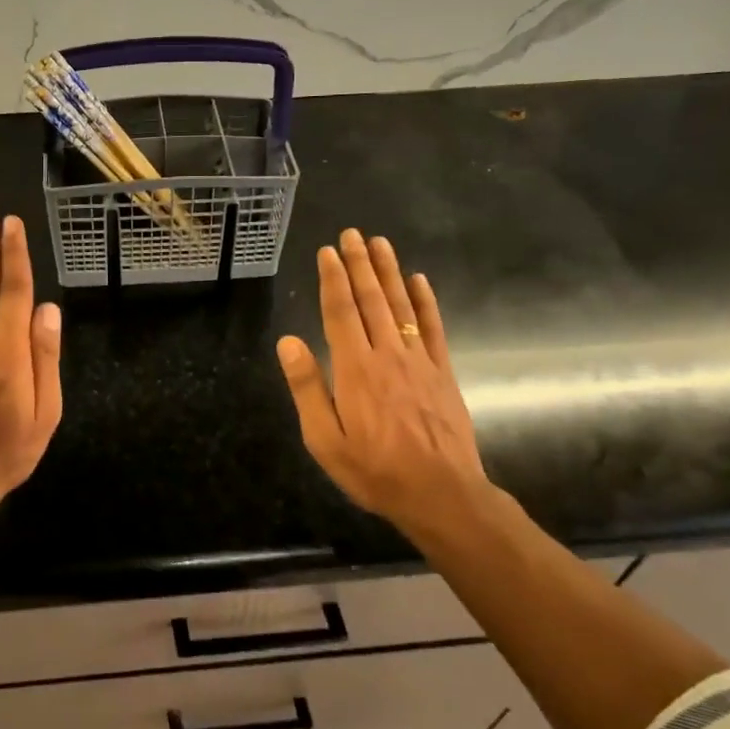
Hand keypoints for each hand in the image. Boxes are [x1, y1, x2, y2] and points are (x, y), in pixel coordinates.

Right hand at [276, 229, 492, 535]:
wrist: (441, 494)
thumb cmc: (374, 470)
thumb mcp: (324, 440)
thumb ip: (307, 388)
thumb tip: (288, 341)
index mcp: (354, 369)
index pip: (340, 312)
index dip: (333, 279)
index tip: (327, 251)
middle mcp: (386, 355)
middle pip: (370, 299)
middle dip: (359, 264)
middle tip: (352, 234)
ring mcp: (418, 361)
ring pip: (400, 306)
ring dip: (389, 272)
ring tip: (380, 243)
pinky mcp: (442, 372)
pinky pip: (432, 328)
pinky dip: (425, 302)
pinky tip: (419, 280)